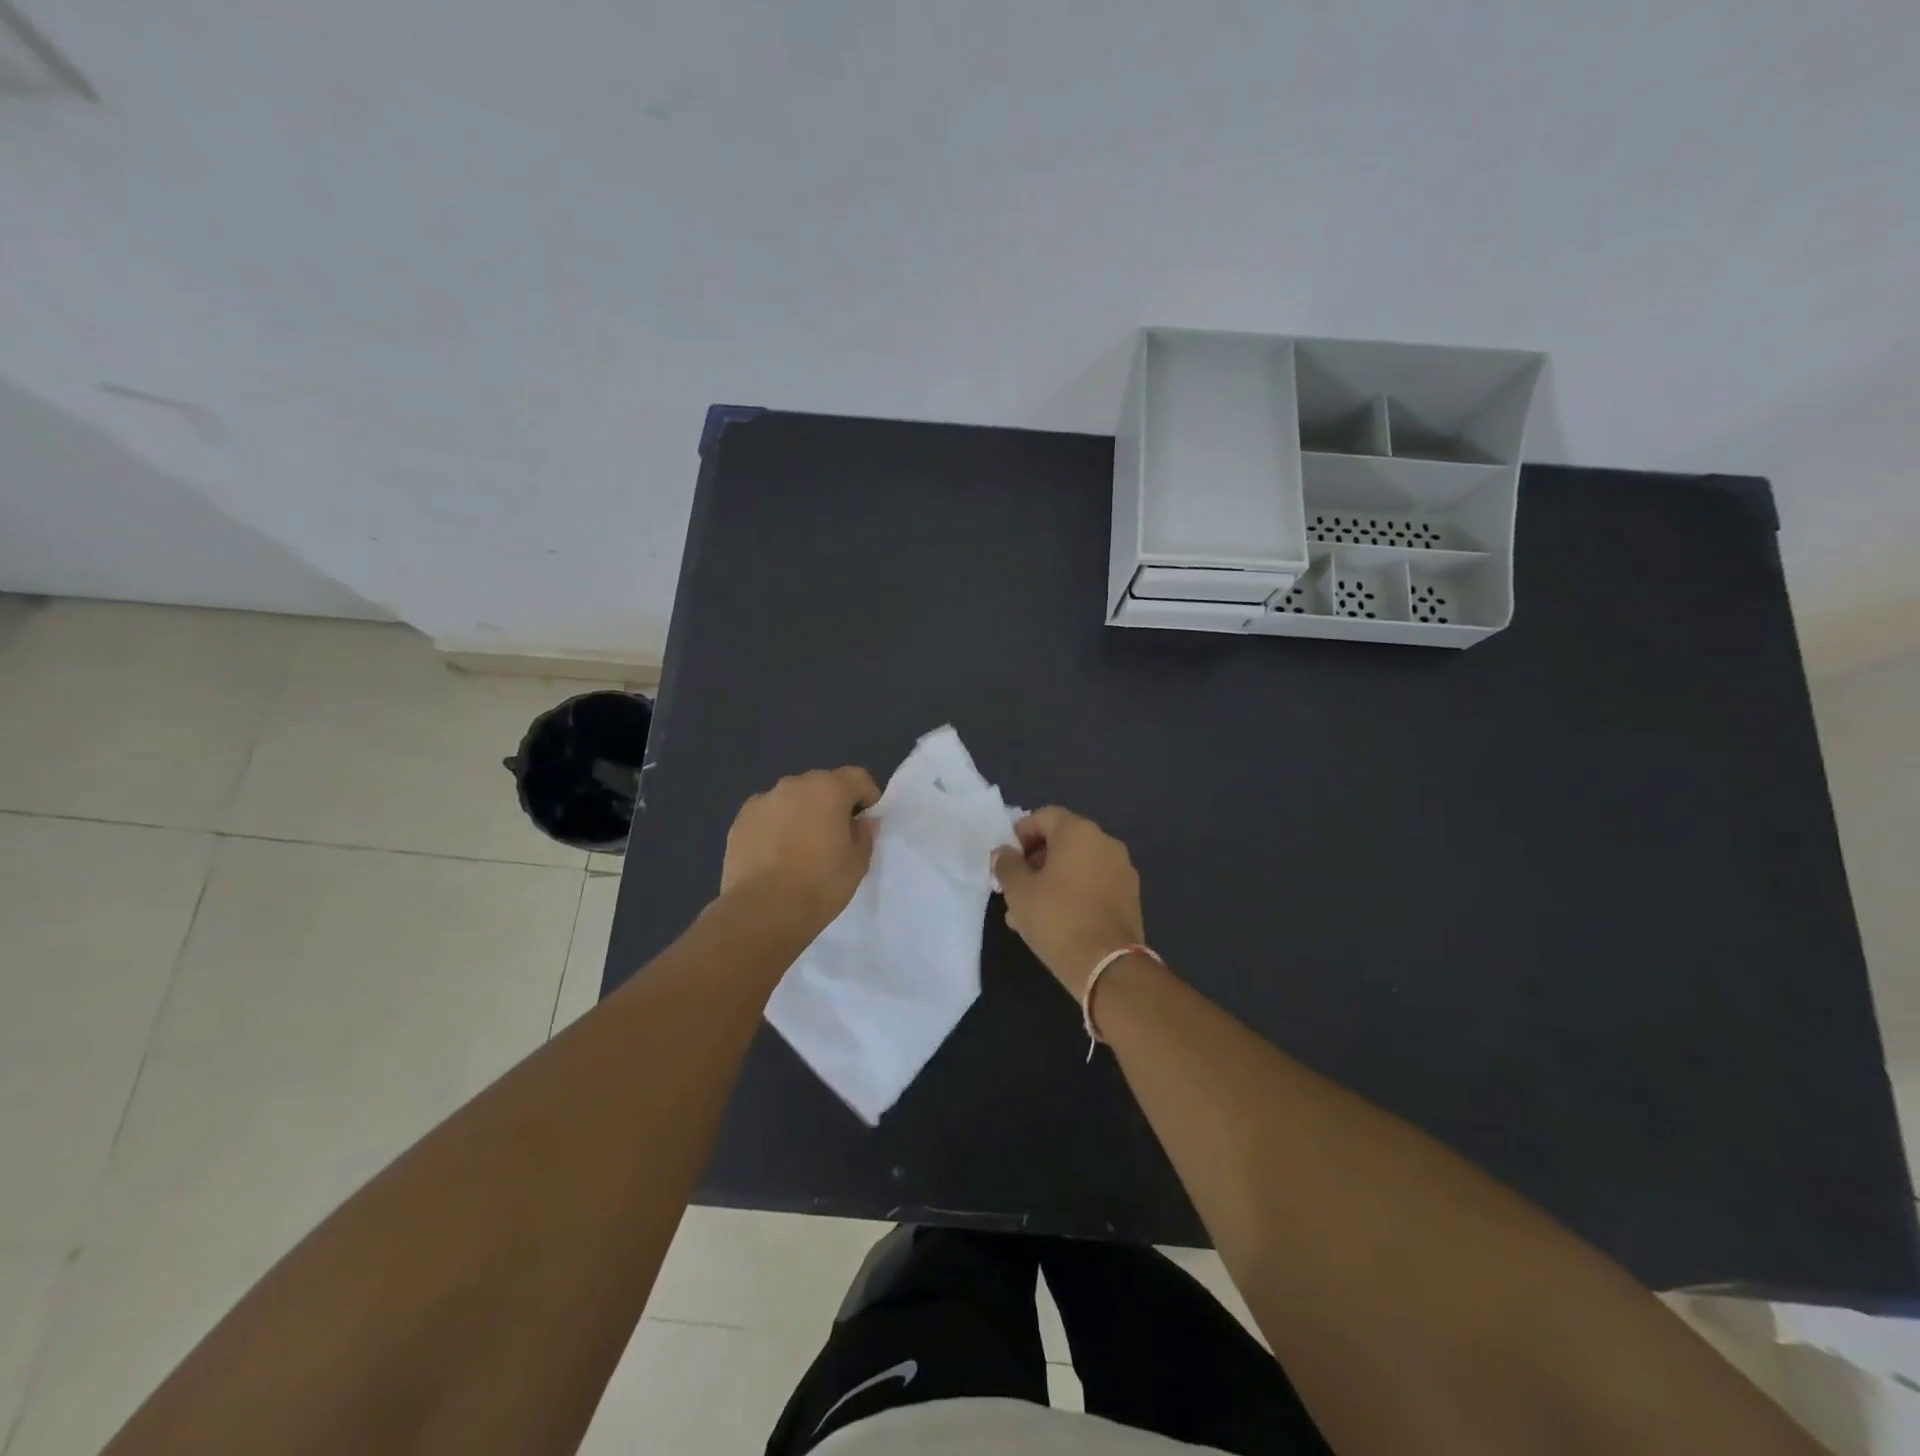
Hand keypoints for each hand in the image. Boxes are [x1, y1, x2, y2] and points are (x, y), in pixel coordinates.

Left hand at [720, 767, 880, 927]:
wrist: (762, 911)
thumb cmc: (820, 884)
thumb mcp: (858, 862)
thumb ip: (864, 834)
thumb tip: (861, 822)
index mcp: (828, 788)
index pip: (857, 777)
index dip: (867, 796)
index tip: (866, 822)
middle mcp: (794, 785)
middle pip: (822, 785)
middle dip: (831, 804)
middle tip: (834, 837)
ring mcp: (762, 801)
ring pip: (791, 800)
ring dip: (801, 814)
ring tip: (801, 849)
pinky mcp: (740, 821)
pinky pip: (767, 816)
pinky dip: (775, 827)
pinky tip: (775, 856)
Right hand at [992, 807, 1144, 997]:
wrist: (1107, 965)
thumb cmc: (1056, 918)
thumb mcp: (1018, 891)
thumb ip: (1006, 865)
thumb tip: (1004, 853)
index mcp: (1078, 831)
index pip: (1043, 817)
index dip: (1020, 835)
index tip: (1006, 861)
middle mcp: (1105, 842)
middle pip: (1062, 841)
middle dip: (1035, 861)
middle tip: (1015, 888)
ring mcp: (1122, 869)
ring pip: (1077, 866)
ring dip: (1052, 880)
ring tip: (1030, 912)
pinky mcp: (1130, 896)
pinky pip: (1094, 884)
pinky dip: (1074, 893)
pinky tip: (1056, 921)